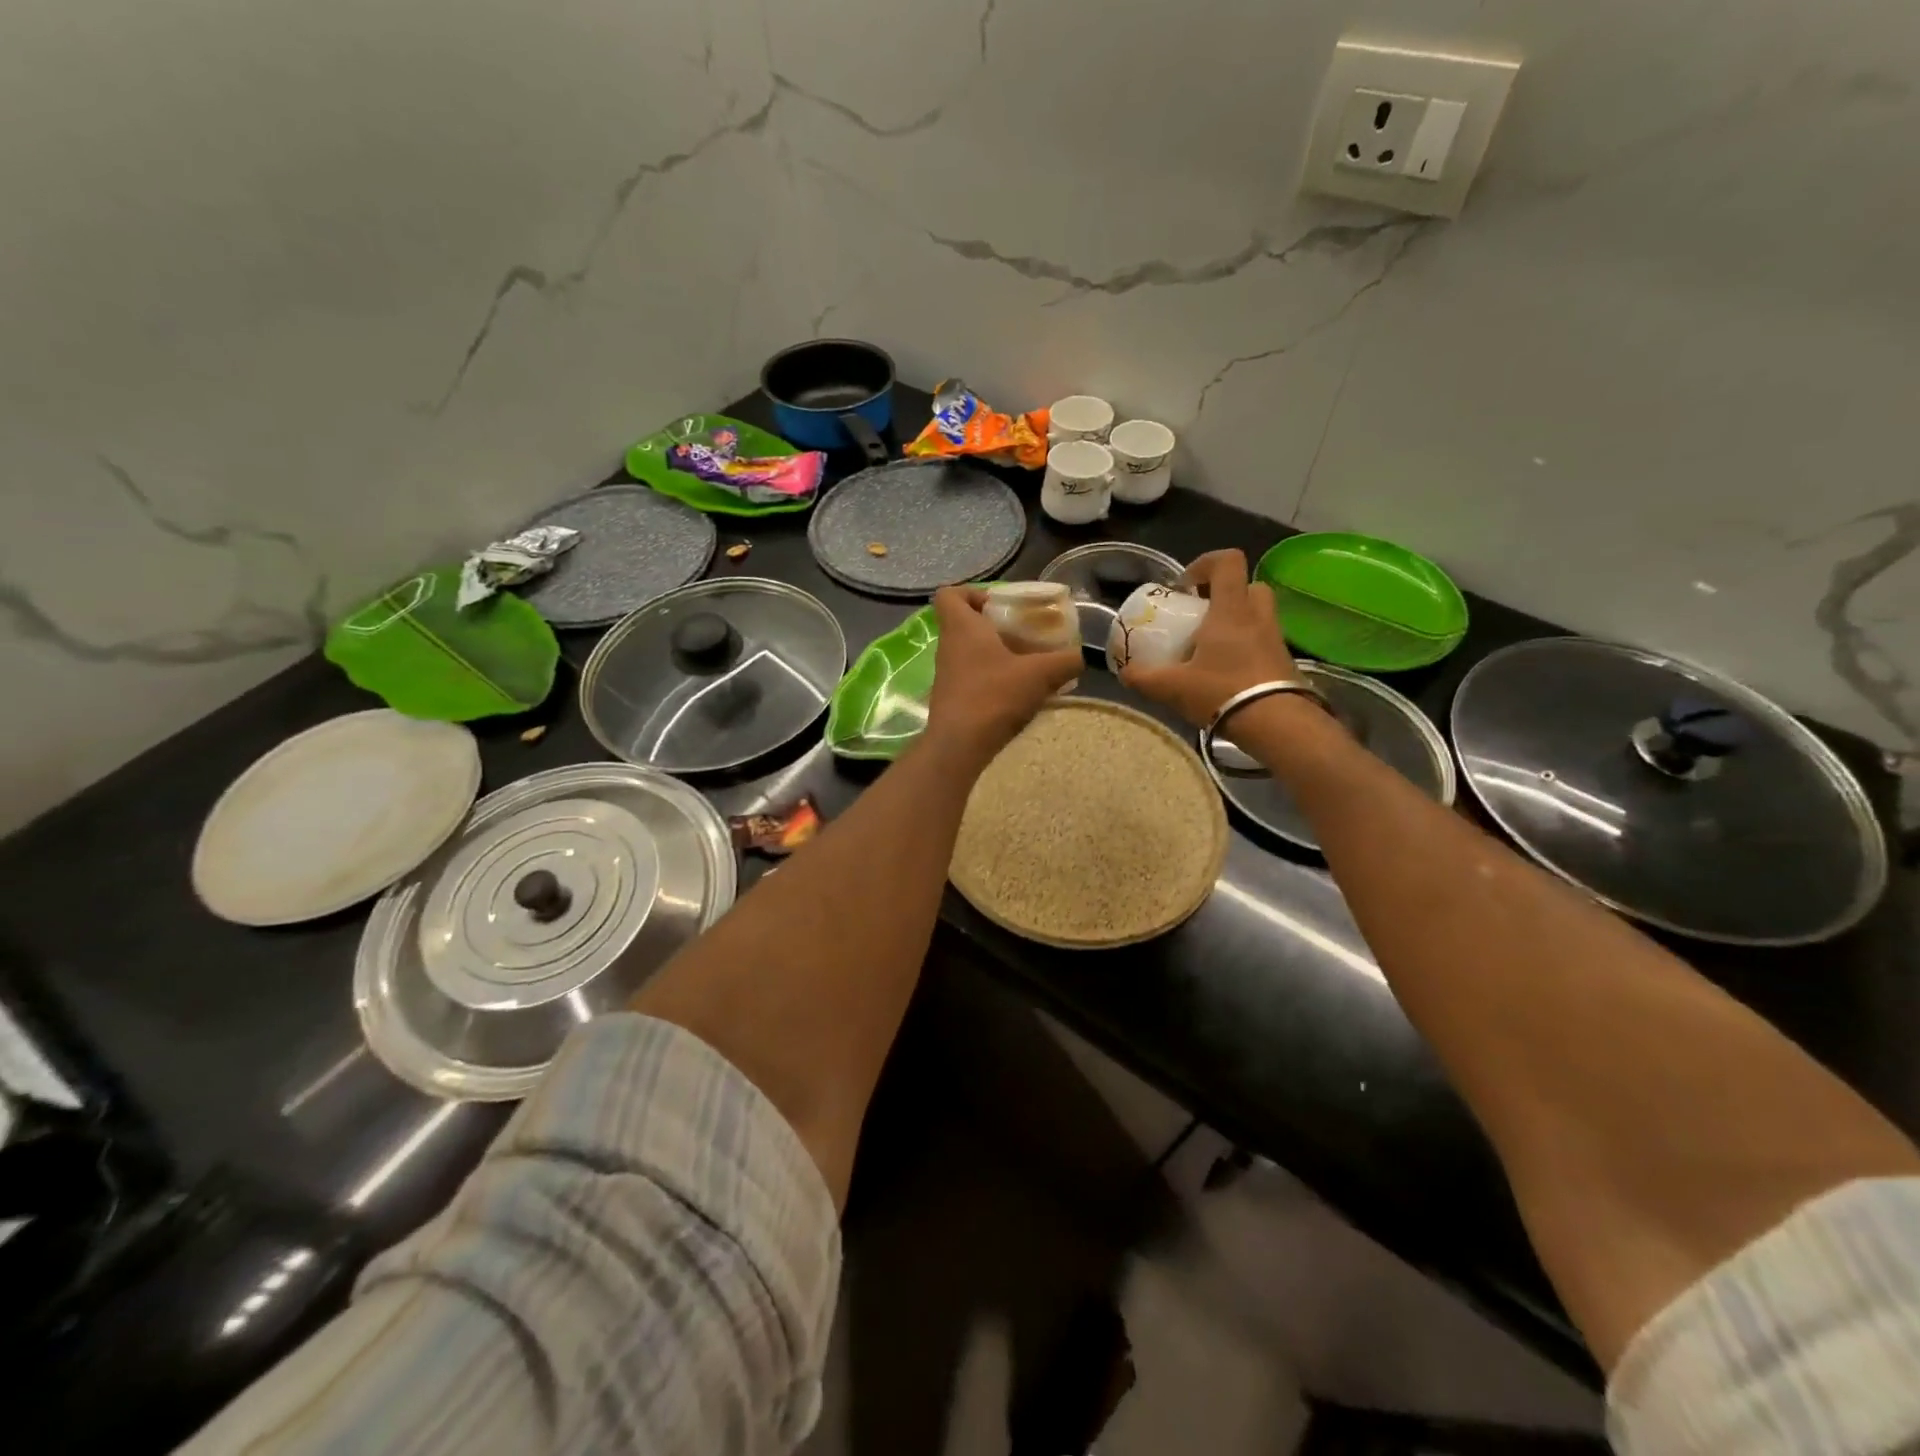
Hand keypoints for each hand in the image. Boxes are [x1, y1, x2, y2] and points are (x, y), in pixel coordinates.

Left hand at [926, 586, 1080, 761]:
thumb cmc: (993, 697)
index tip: (998, 604)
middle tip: (1025, 636)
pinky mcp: (952, 699)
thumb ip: (1065, 661)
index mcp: (961, 628)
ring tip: (1029, 666)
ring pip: (971, 652)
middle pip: (966, 623)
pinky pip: (973, 677)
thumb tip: (1080, 656)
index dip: (971, 592)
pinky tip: (1019, 694)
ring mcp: (947, 675)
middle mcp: (949, 647)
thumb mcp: (1040, 674)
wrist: (960, 747)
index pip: (949, 594)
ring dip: (997, 655)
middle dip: (996, 626)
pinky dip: (994, 679)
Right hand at [1120, 549, 1297, 726]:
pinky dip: (1246, 647)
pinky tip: (1227, 672)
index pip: (1228, 561)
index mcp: (1231, 610)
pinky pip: (1264, 641)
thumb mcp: (1172, 687)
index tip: (1185, 586)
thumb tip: (1124, 672)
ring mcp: (1275, 639)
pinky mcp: (1284, 661)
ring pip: (1258, 614)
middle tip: (1202, 615)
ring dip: (1237, 621)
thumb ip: (1144, 677)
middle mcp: (1257, 616)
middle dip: (1225, 594)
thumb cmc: (1223, 692)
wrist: (1277, 725)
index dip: (1205, 563)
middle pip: (1248, 585)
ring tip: (1212, 646)